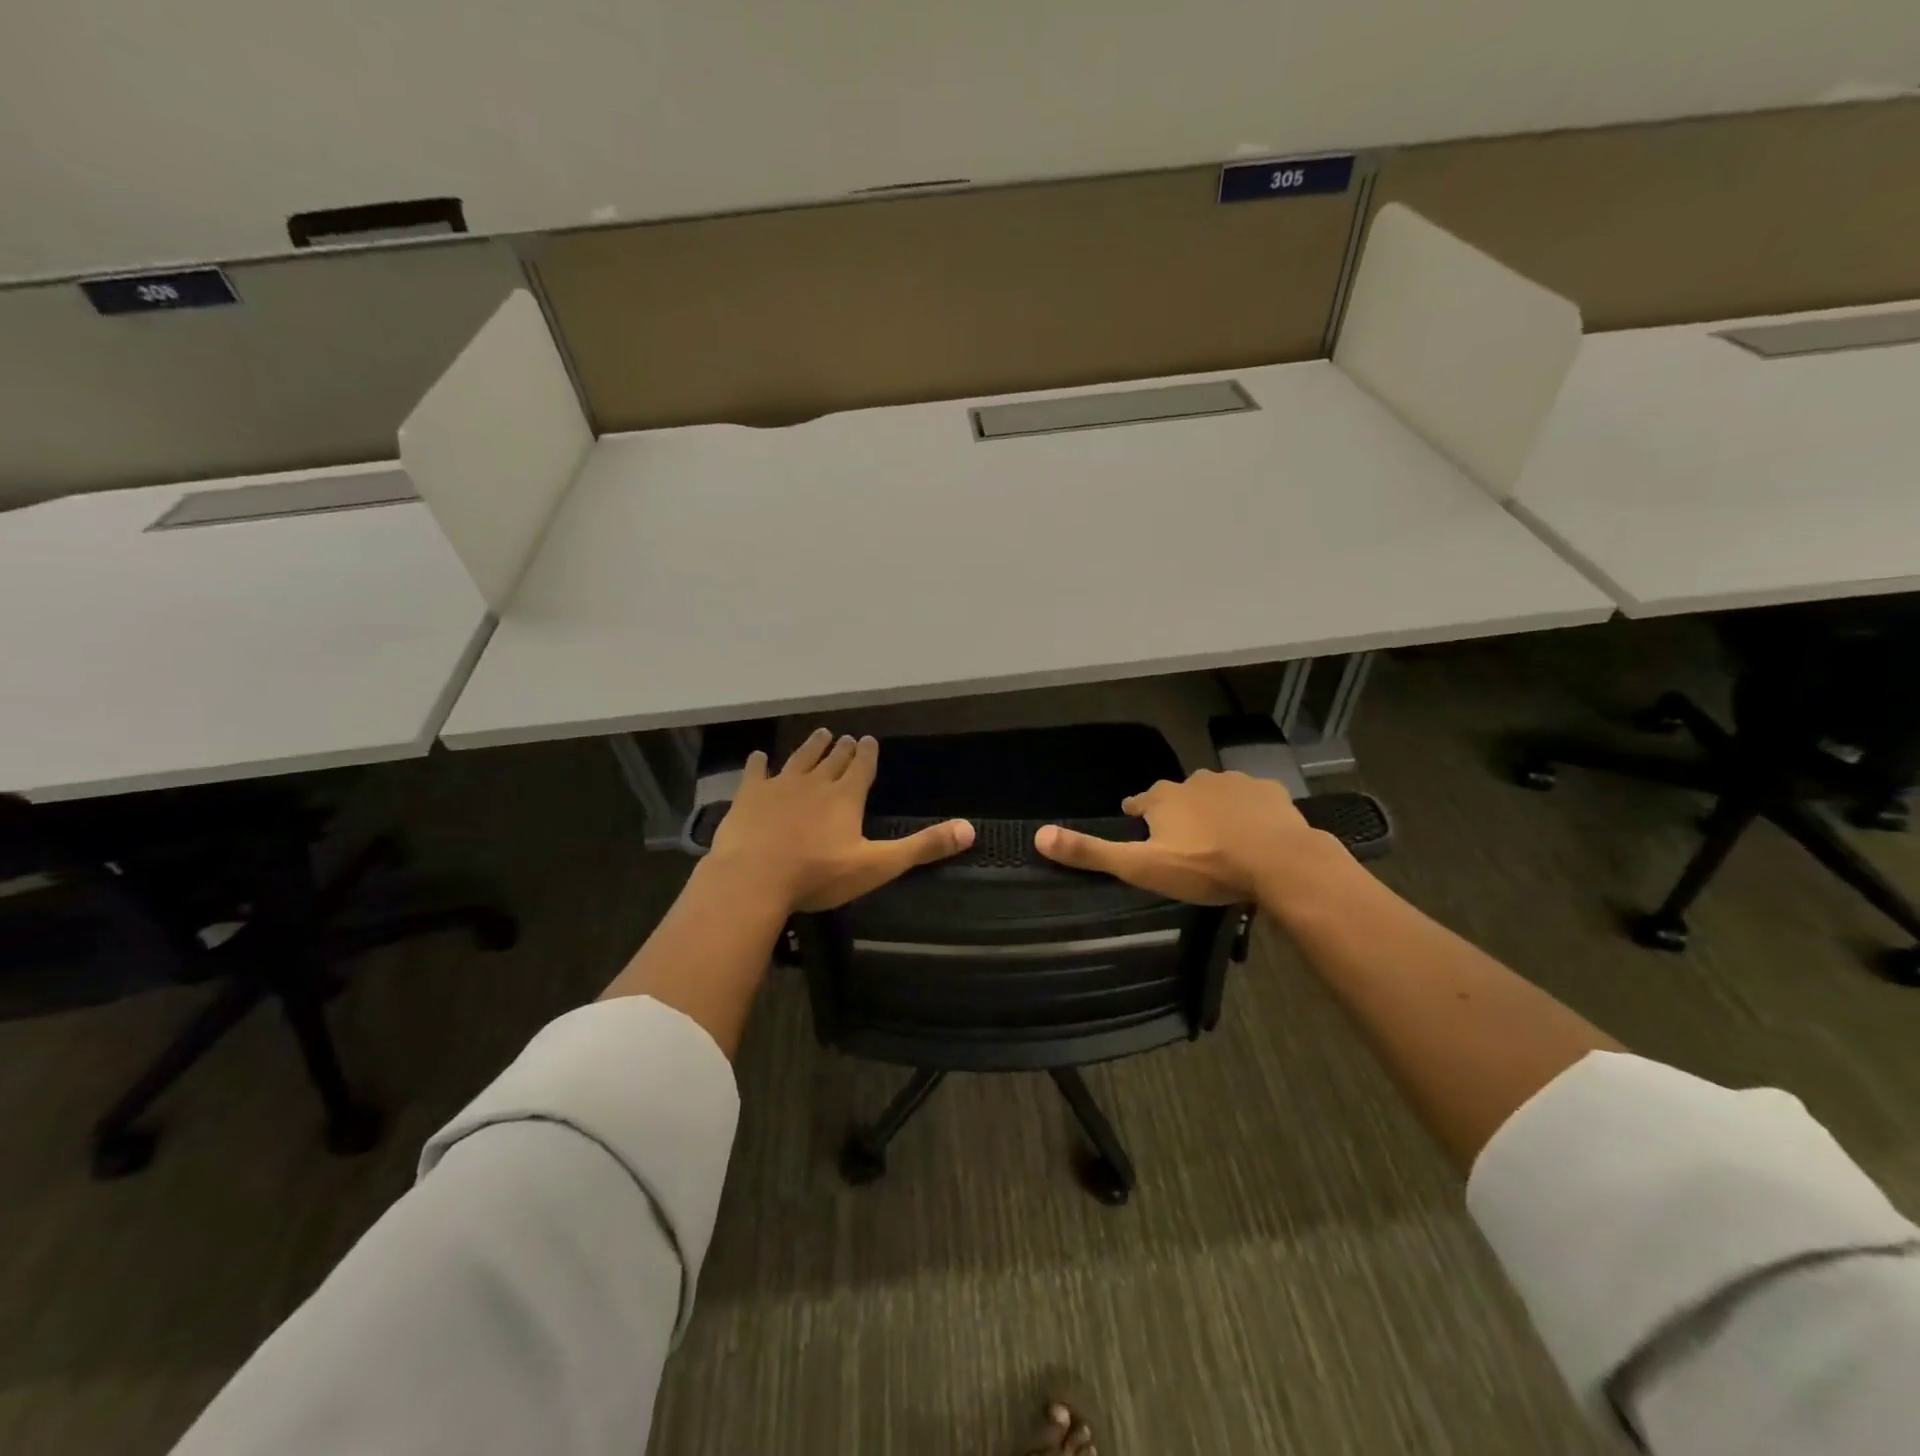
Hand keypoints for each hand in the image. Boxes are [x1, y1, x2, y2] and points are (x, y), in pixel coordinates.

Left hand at [706, 728, 974, 912]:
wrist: (754, 878)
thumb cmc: (819, 874)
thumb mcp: (878, 865)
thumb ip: (923, 847)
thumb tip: (970, 829)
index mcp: (846, 796)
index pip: (862, 767)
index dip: (867, 754)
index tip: (869, 740)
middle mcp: (815, 782)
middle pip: (832, 760)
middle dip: (842, 748)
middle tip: (846, 736)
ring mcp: (779, 786)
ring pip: (799, 759)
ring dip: (811, 747)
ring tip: (820, 733)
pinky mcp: (749, 797)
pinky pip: (756, 773)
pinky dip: (759, 764)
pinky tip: (759, 756)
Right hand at [1033, 769, 1333, 903]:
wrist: (1279, 862)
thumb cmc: (1206, 866)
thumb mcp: (1142, 867)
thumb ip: (1092, 852)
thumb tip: (1038, 836)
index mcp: (1164, 798)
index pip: (1139, 801)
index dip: (1137, 813)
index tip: (1137, 823)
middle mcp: (1195, 781)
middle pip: (1178, 794)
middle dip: (1176, 810)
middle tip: (1181, 838)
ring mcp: (1235, 783)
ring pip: (1215, 793)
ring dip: (1212, 808)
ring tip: (1218, 835)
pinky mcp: (1269, 791)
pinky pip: (1252, 798)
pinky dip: (1248, 810)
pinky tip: (1254, 830)